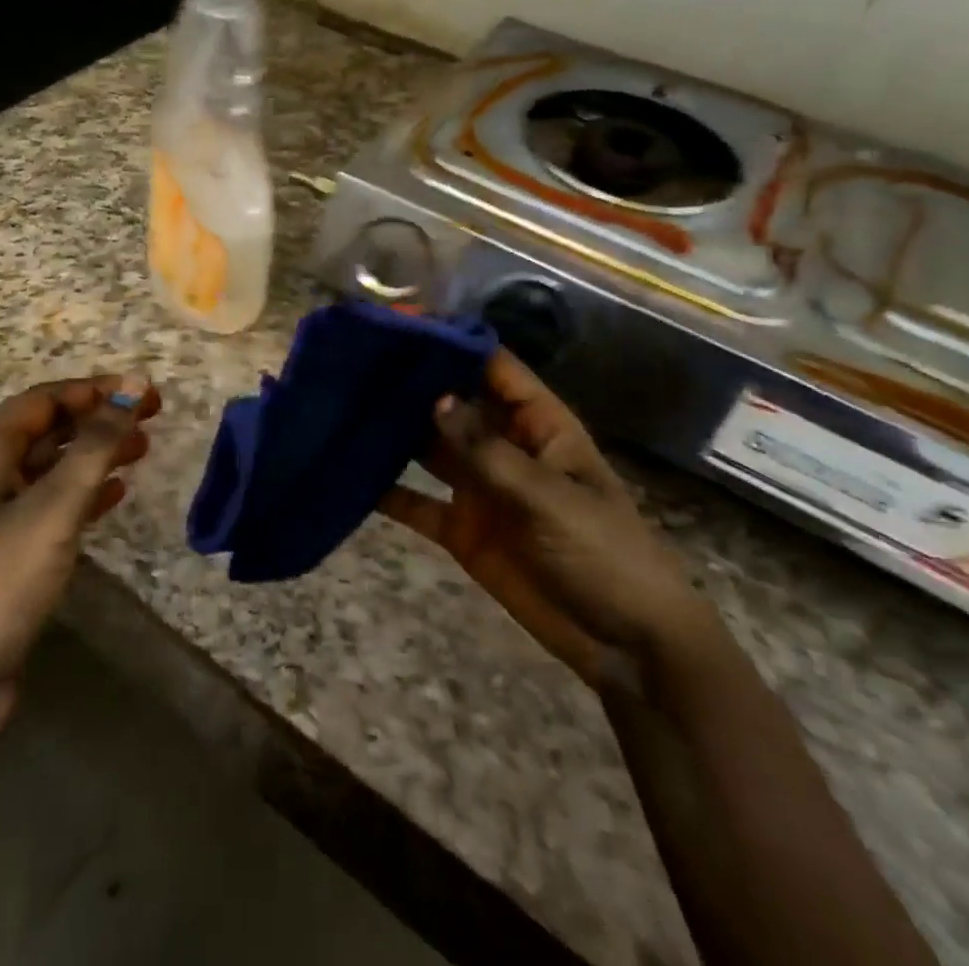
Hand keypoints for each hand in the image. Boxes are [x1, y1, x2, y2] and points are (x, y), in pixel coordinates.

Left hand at [0, 375, 160, 728]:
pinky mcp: (11, 548)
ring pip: (55, 465)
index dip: (95, 389)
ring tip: (144, 449)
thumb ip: (96, 444)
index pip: (45, 399)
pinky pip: (54, 501)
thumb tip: (133, 386)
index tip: (144, 392)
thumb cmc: (2, 580)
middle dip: (100, 418)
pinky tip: (118, 493)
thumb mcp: (55, 505)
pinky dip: (87, 491)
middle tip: (152, 416)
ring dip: (97, 452)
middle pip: (50, 428)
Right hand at [377, 350, 710, 691]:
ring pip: (428, 447)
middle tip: (356, 361)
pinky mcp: (460, 528)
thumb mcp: (548, 497)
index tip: (403, 323)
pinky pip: (416, 502)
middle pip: (452, 403)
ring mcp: (479, 487)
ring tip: (343, 405)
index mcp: (537, 425)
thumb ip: (487, 451)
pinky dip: (386, 491)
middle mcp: (502, 446)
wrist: (625, 646)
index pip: (492, 367)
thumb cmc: (603, 554)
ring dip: (392, 431)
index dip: (454, 342)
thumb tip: (435, 398)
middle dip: (411, 383)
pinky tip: (346, 474)